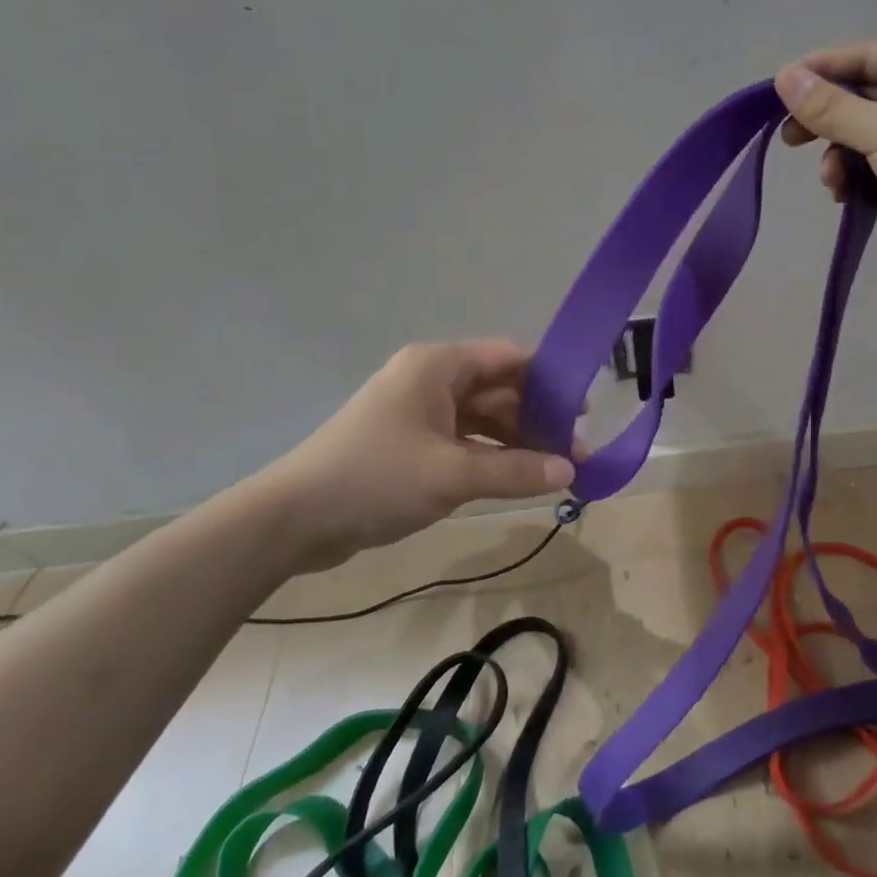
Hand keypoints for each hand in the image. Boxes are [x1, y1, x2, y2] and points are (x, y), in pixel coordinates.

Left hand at [250, 341, 574, 573]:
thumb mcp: (453, 473)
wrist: (293, 519)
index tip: (583, 412)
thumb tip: (571, 471)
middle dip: (537, 420)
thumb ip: (516, 470)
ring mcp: (418, 412)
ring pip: (482, 418)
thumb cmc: (376, 478)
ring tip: (554, 472)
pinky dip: (490, 456)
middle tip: (574, 456)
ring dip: (516, 442)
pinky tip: (515, 479)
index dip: (549, 381)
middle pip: (498, 389)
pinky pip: (462, 440)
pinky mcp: (409, 442)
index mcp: (438, 366)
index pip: (509, 358)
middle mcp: (430, 380)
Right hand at [774, 40, 876, 295]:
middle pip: (859, 99)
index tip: (778, 89)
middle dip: (825, 120)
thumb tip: (783, 77)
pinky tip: (845, 197)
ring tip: (832, 180)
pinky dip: (853, 181)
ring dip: (838, 157)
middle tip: (790, 139)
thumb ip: (832, 108)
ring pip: (860, 140)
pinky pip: (870, 172)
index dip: (821, 70)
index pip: (864, 58)